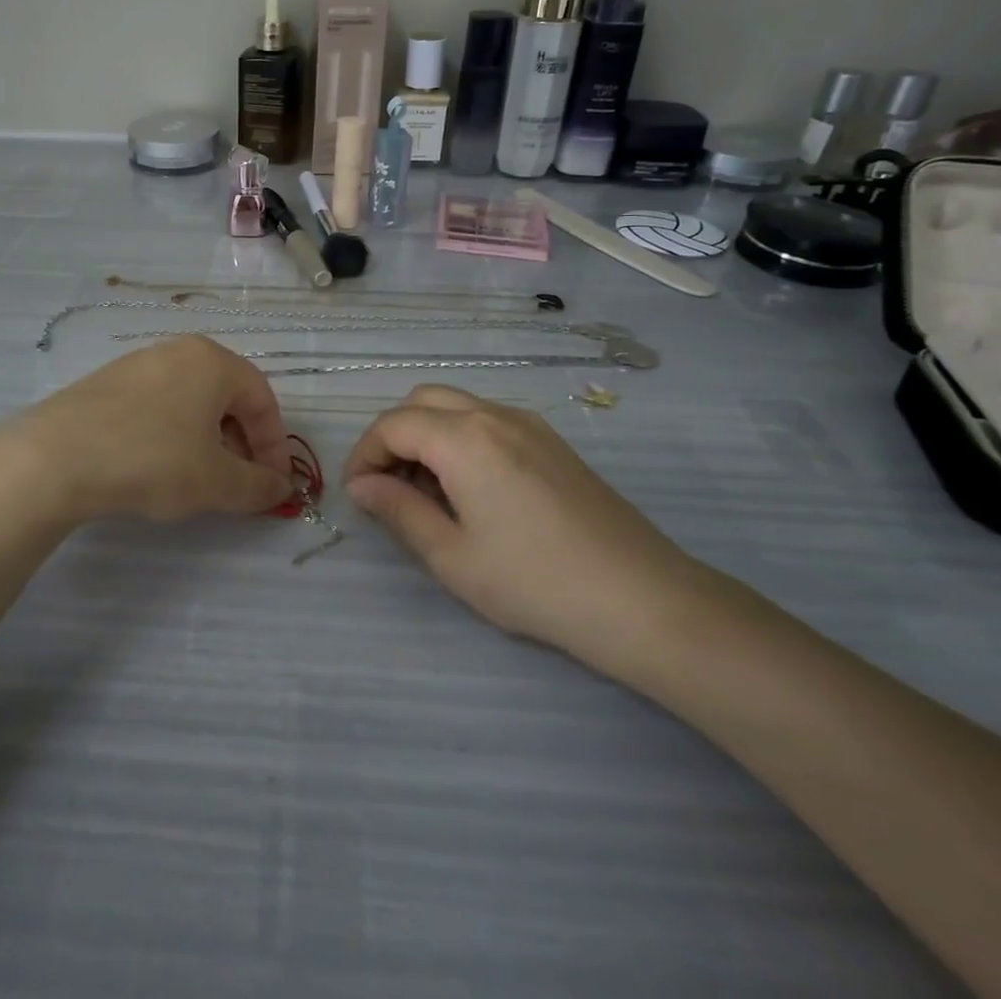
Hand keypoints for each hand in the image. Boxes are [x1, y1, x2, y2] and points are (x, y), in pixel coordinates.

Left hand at [0, 336, 294, 523]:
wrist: (55, 458)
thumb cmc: (152, 460)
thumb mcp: (216, 482)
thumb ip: (258, 486)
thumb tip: (281, 487)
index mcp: (213, 361)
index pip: (263, 400)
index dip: (276, 446)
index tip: (274, 485)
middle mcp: (179, 351)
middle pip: (228, 398)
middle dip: (241, 444)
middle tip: (238, 484)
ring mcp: (139, 363)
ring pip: (191, 402)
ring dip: (208, 442)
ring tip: (199, 480)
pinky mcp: (107, 383)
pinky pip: (158, 406)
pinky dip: (172, 435)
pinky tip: (157, 468)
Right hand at [343, 386, 704, 668]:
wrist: (643, 599)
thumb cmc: (535, 582)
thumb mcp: (452, 556)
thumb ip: (398, 511)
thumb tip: (361, 486)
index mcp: (464, 438)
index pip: (392, 425)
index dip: (364, 455)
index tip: (358, 495)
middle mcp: (494, 415)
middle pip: (422, 401)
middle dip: (394, 436)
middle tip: (389, 487)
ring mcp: (529, 424)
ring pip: (457, 406)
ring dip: (428, 435)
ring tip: (427, 492)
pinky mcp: (552, 442)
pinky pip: (489, 421)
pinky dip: (461, 439)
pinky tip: (471, 489)